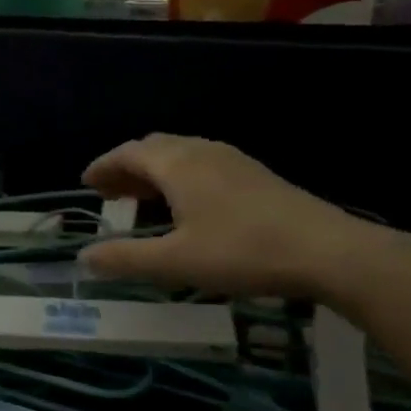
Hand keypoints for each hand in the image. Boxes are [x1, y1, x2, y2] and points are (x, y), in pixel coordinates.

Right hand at [78, 134, 391, 300]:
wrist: (327, 251)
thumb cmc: (242, 252)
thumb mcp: (175, 262)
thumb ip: (125, 259)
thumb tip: (83, 258)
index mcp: (178, 164)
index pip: (129, 153)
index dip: (104, 166)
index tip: (86, 183)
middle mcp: (202, 151)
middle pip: (154, 148)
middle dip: (127, 167)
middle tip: (110, 193)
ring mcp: (232, 160)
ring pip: (181, 154)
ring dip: (154, 172)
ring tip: (142, 200)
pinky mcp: (254, 175)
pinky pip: (202, 164)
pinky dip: (179, 177)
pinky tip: (187, 206)